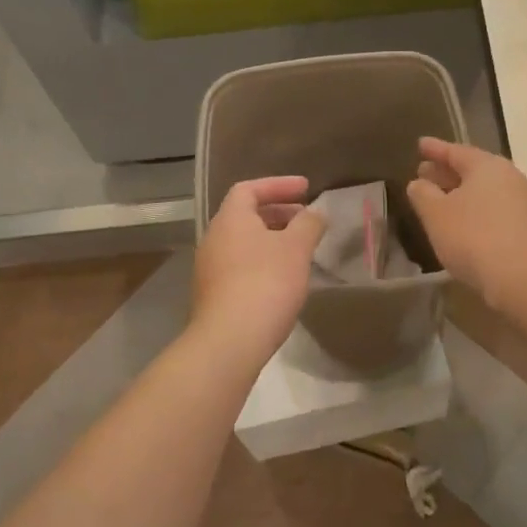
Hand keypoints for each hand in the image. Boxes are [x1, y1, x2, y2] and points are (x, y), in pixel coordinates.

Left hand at [192, 177, 325, 363]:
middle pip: (245, 215)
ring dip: (271, 239)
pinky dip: (262, 262)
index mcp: (230, 219)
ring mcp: (209, 268)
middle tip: (305, 219)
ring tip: (299, 250)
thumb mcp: (296, 249)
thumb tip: (316, 212)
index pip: (249, 188)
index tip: (306, 189)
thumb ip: (309, 224)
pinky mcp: (213, 295)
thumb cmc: (266, 283)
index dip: (279, 185)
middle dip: (278, 213)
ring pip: (243, 243)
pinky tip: (283, 279)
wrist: (230, 341)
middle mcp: (214, 238)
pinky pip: (240, 266)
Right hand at [406, 138, 526, 312]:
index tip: (420, 144)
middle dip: (447, 171)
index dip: (435, 149)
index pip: (456, 151)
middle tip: (424, 172)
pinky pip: (495, 210)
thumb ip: (422, 194)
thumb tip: (419, 183)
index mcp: (487, 166)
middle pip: (473, 170)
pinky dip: (476, 210)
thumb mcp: (436, 214)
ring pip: (485, 191)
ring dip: (461, 193)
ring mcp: (524, 203)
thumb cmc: (473, 237)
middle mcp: (510, 178)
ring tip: (440, 200)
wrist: (524, 279)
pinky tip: (463, 224)